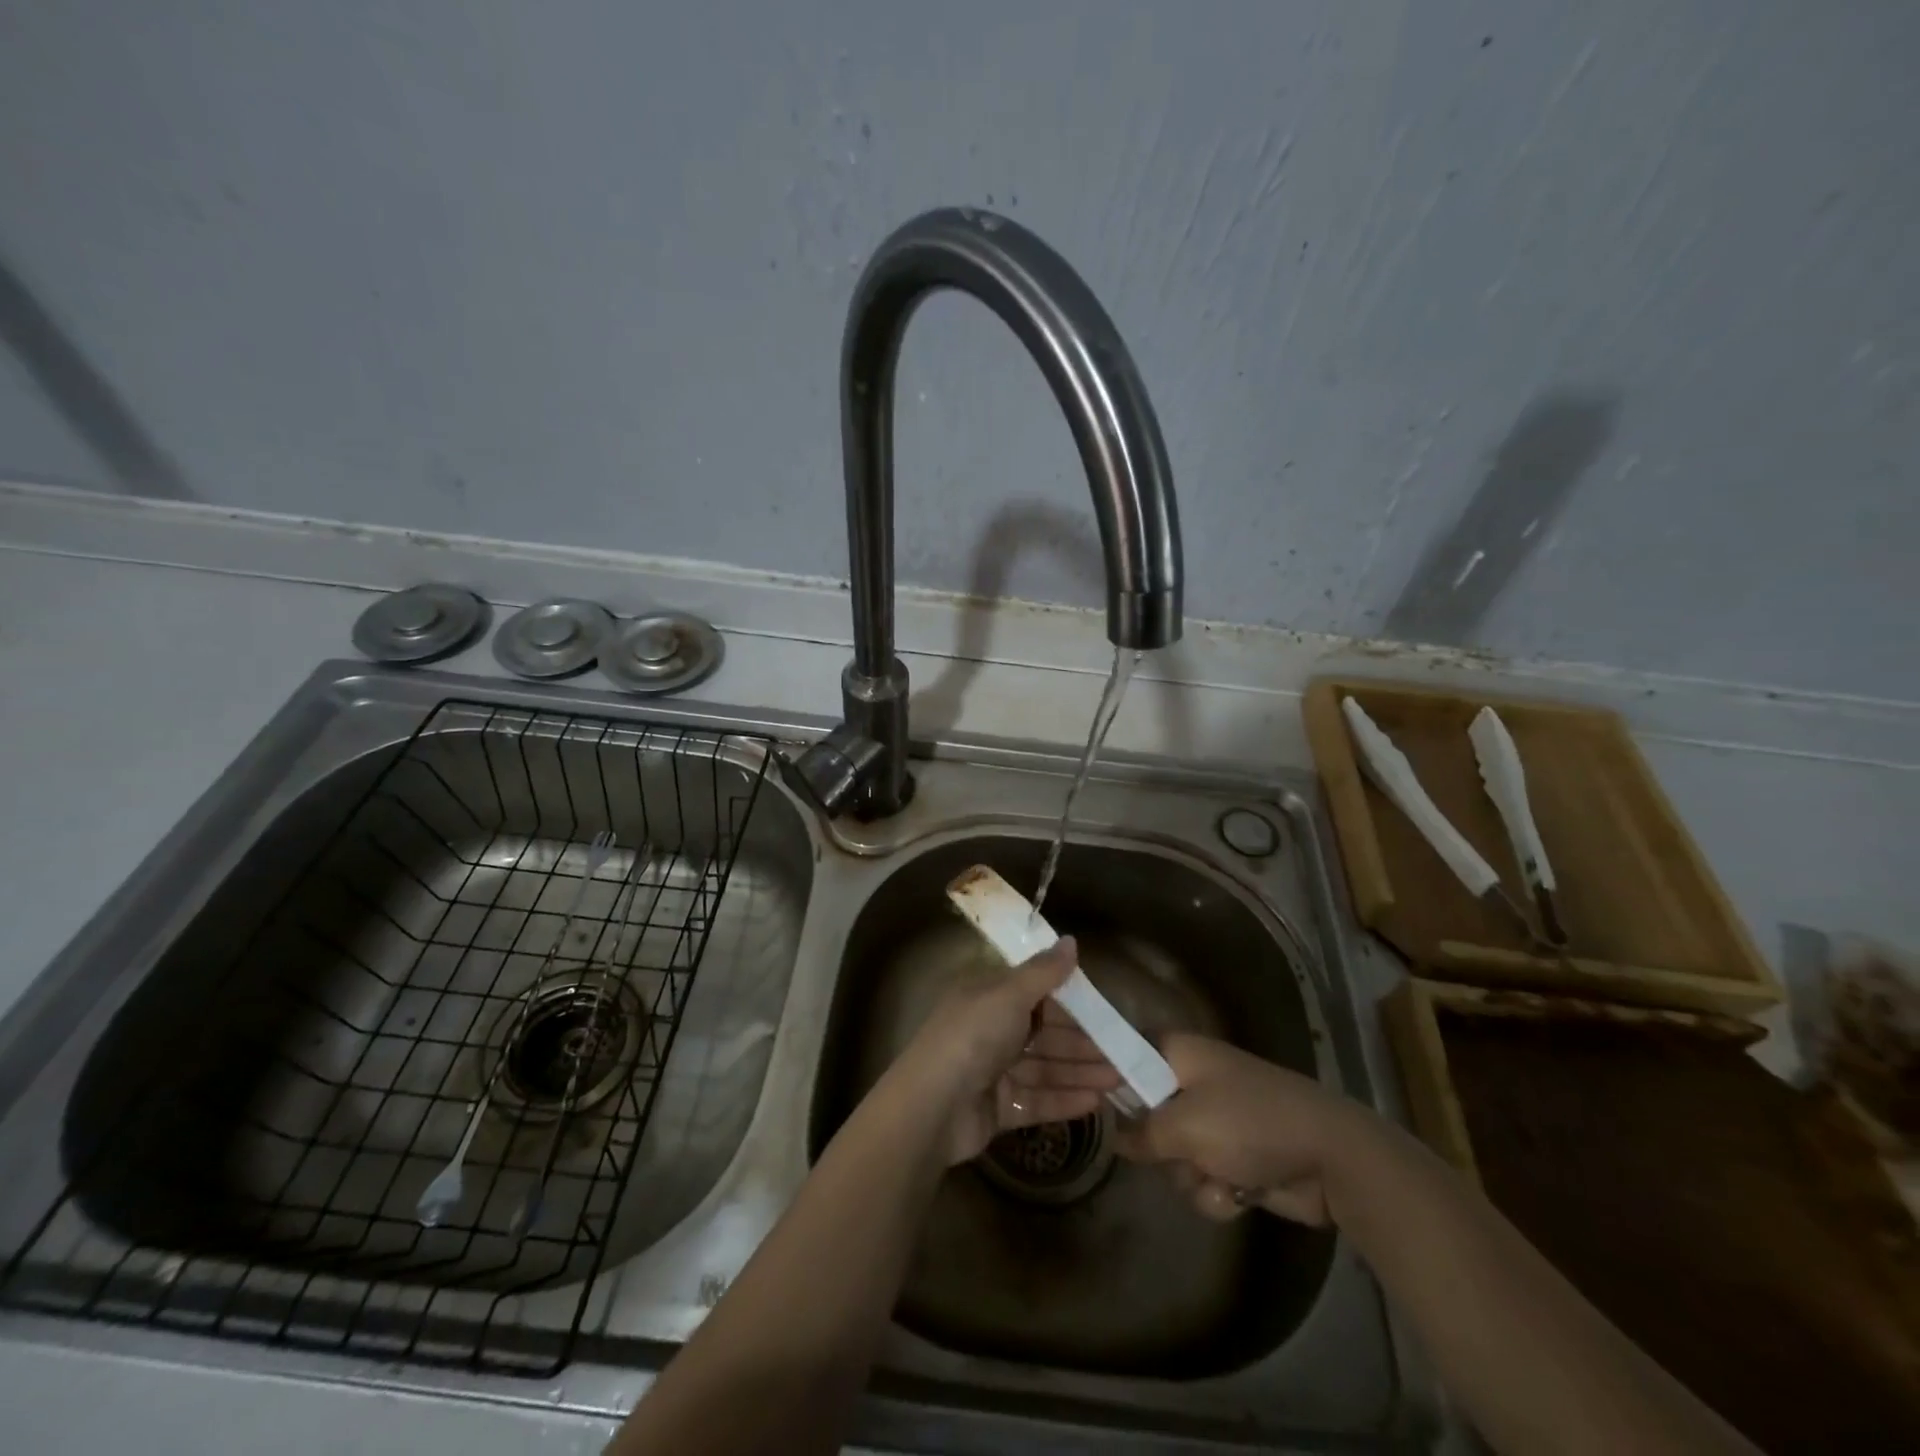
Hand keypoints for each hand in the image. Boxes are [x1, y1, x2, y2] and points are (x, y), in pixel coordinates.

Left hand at [889, 937, 1121, 1164]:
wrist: (932, 1107)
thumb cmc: (972, 1036)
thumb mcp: (1009, 994)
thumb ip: (1043, 972)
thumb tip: (1071, 940)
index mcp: (987, 996)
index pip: (1035, 993)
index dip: (1069, 1000)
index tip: (1104, 1008)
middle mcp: (990, 1029)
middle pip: (1044, 1033)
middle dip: (1083, 1043)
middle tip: (1124, 1053)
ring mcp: (993, 1071)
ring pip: (1045, 1067)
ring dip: (1080, 1072)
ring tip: (1120, 1080)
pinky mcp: (997, 1107)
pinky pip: (1037, 1099)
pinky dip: (1064, 1100)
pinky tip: (1096, 1104)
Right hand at [1114, 1032, 1360, 1224]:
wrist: (1333, 1159)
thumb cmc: (1251, 1123)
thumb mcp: (1186, 1125)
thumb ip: (1143, 1132)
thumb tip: (1116, 1137)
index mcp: (1178, 1054)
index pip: (1127, 1052)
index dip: (1109, 1077)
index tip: (1095, 1103)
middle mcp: (1192, 1082)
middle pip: (1146, 1114)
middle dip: (1160, 1146)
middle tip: (1173, 1150)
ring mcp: (1216, 1121)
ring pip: (1173, 1155)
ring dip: (1191, 1176)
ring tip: (1218, 1178)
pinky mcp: (1236, 1158)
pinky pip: (1203, 1178)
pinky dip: (1217, 1192)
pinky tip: (1239, 1195)